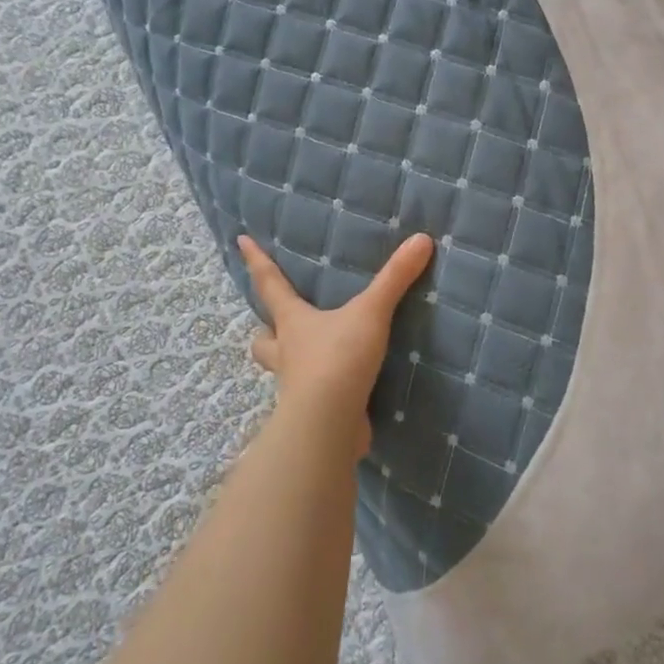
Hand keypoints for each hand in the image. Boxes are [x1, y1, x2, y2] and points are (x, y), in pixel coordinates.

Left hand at [237, 233, 434, 457]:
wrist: (329, 423)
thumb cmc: (338, 358)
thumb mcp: (371, 312)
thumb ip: (395, 278)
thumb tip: (422, 239)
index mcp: (293, 323)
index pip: (270, 284)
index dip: (256, 261)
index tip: (241, 241)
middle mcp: (287, 353)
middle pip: (263, 338)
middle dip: (265, 329)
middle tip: (274, 323)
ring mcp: (296, 387)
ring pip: (283, 369)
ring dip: (290, 361)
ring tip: (309, 356)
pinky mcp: (313, 414)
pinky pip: (311, 397)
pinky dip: (320, 391)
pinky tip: (340, 389)